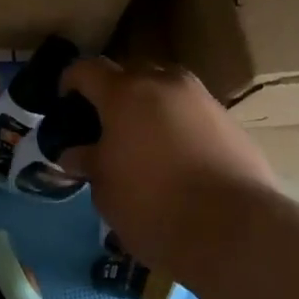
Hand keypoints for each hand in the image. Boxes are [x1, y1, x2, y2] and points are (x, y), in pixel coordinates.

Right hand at [60, 57, 276, 274]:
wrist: (235, 229)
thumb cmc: (153, 205)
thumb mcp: (105, 189)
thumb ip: (89, 162)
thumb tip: (76, 153)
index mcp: (125, 93)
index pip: (86, 69)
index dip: (69, 82)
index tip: (64, 104)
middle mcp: (165, 83)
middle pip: (130, 73)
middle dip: (114, 93)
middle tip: (104, 126)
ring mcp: (202, 99)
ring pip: (165, 90)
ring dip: (149, 107)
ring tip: (142, 142)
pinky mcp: (231, 122)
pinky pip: (192, 112)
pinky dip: (178, 125)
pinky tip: (176, 159)